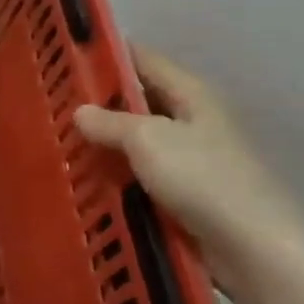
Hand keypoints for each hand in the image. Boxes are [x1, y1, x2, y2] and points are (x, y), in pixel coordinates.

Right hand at [75, 47, 303, 287]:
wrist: (252, 248)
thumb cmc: (203, 180)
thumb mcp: (148, 140)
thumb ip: (111, 122)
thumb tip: (80, 111)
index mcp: (192, 96)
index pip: (145, 61)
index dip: (109, 54)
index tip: (68, 55)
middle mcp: (193, 121)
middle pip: (140, 102)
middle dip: (100, 103)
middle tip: (52, 105)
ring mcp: (190, 160)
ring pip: (137, 142)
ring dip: (105, 144)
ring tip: (59, 143)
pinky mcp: (185, 195)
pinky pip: (141, 176)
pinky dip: (116, 176)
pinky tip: (85, 181)